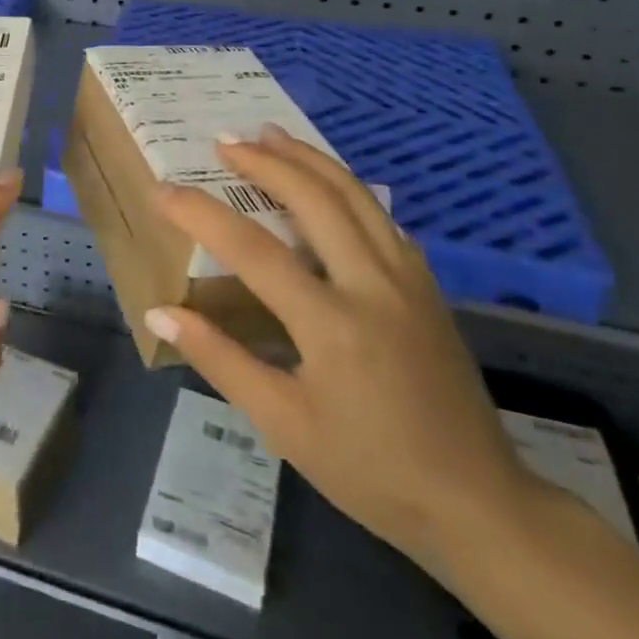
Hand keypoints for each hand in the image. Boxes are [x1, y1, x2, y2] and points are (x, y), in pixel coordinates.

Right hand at [145, 125, 530, 571]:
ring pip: (356, 196)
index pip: (252, 249)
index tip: (163, 191)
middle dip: (266, 161)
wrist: (478, 504)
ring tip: (272, 134)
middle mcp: (372, 285)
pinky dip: (346, 189)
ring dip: (309, 159)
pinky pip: (382, 218)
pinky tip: (330, 185)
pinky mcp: (427, 288)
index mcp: (331, 323)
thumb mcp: (283, 424)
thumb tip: (160, 310)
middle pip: (314, 198)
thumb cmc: (370, 470)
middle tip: (225, 140)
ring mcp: (407, 281)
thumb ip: (220, 359)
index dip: (201, 214)